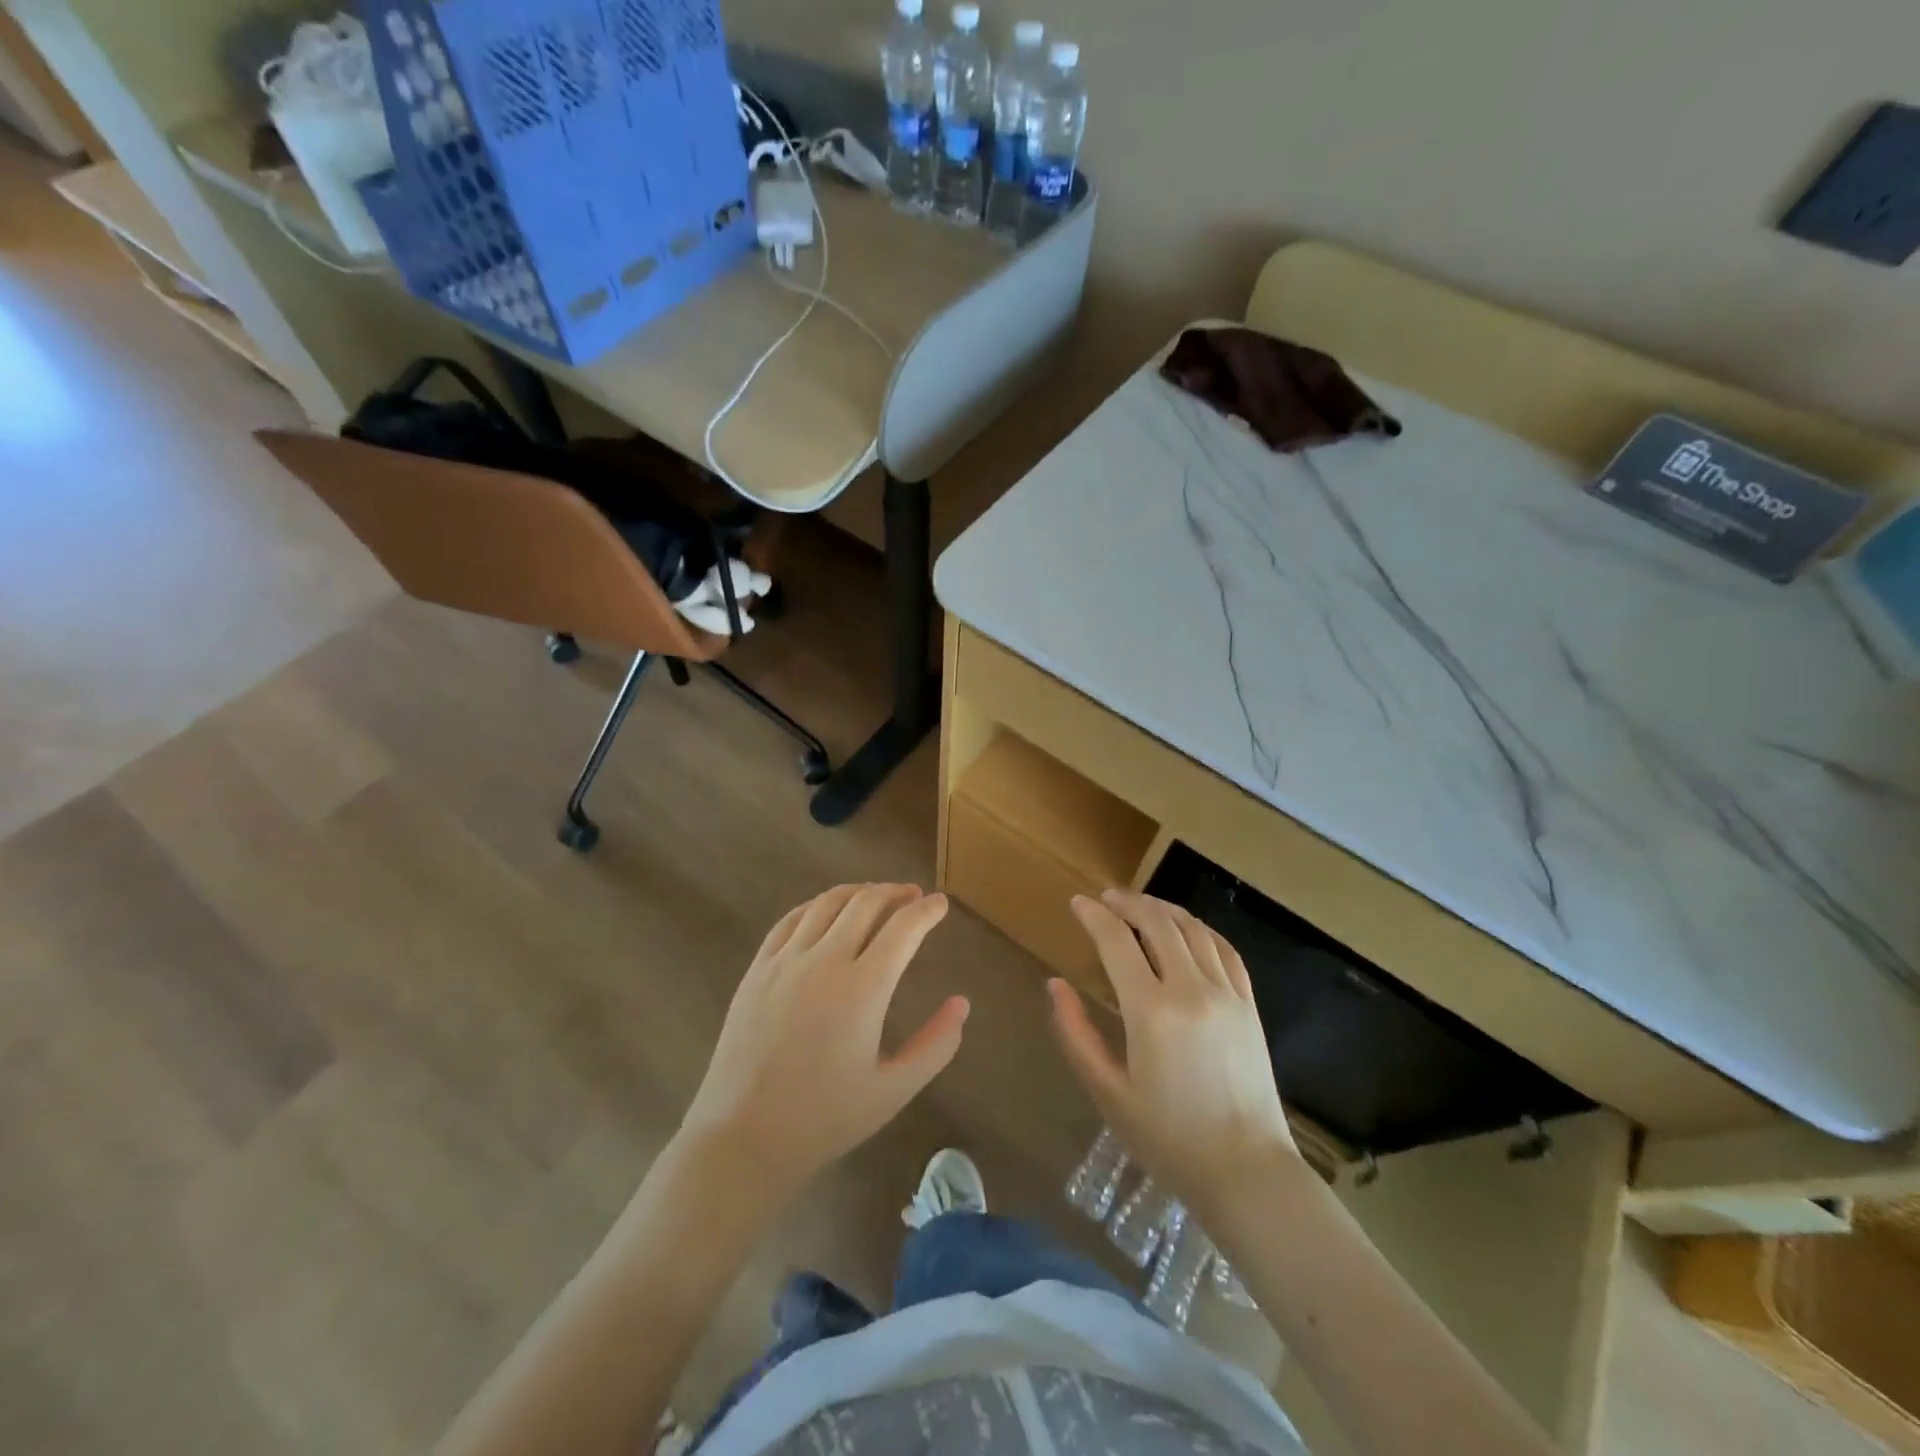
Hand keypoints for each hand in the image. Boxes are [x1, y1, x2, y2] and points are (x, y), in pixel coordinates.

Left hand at [679, 884, 967, 1195]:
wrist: (743, 1138)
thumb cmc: (824, 1118)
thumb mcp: (893, 1090)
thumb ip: (935, 1045)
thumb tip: (962, 1003)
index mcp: (863, 988)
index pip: (903, 929)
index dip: (927, 911)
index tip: (941, 904)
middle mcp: (824, 961)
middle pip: (865, 903)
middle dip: (895, 893)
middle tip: (914, 895)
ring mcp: (785, 961)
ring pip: (827, 903)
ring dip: (858, 893)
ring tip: (876, 897)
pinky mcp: (757, 969)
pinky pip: (790, 920)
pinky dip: (817, 905)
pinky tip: (826, 911)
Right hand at [1050, 890, 1297, 1217]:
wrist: (1246, 1172)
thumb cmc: (1168, 1139)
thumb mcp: (1108, 1092)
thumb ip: (1076, 1034)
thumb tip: (1054, 985)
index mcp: (1151, 1011)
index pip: (1116, 941)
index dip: (1093, 916)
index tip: (1077, 903)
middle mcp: (1191, 990)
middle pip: (1157, 922)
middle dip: (1127, 902)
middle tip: (1105, 898)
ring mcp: (1226, 994)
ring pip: (1192, 929)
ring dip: (1162, 908)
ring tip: (1140, 905)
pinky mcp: (1249, 1006)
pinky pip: (1225, 950)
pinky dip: (1200, 929)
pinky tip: (1187, 928)